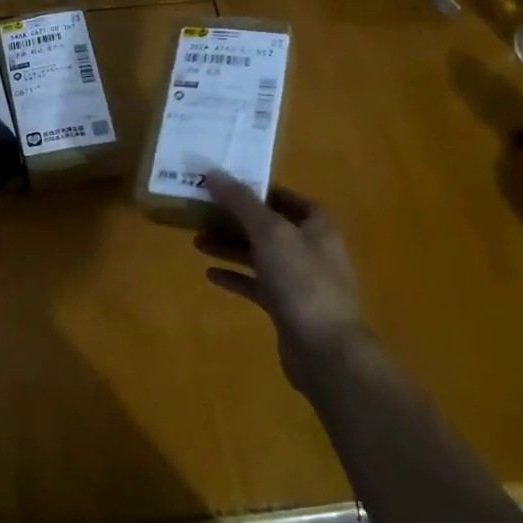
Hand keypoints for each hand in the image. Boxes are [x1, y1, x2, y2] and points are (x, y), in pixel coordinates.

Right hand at [196, 174, 368, 389]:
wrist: (326, 350)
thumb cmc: (302, 282)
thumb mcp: (269, 233)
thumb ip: (241, 202)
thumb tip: (212, 173)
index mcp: (317, 227)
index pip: (289, 198)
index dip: (261, 190)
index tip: (228, 185)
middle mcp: (311, 250)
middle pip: (270, 226)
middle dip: (237, 219)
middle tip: (203, 212)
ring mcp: (300, 281)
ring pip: (260, 255)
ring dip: (231, 247)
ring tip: (197, 241)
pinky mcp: (287, 307)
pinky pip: (257, 285)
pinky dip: (235, 277)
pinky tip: (210, 274)